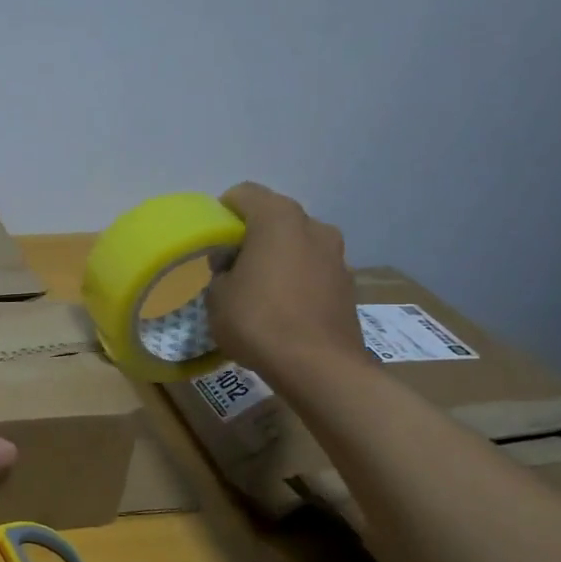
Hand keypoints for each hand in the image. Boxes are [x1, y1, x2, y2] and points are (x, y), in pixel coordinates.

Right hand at [207, 183, 371, 388]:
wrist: (318, 367)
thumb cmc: (258, 321)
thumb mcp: (217, 295)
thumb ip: (221, 271)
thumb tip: (233, 267)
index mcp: (278, 219)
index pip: (244, 194)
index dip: (223, 212)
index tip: (212, 240)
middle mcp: (314, 226)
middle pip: (275, 218)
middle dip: (253, 235)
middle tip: (232, 265)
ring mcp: (337, 256)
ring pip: (298, 244)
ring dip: (278, 257)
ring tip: (259, 289)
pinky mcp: (348, 284)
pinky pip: (313, 270)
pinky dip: (297, 279)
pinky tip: (283, 308)